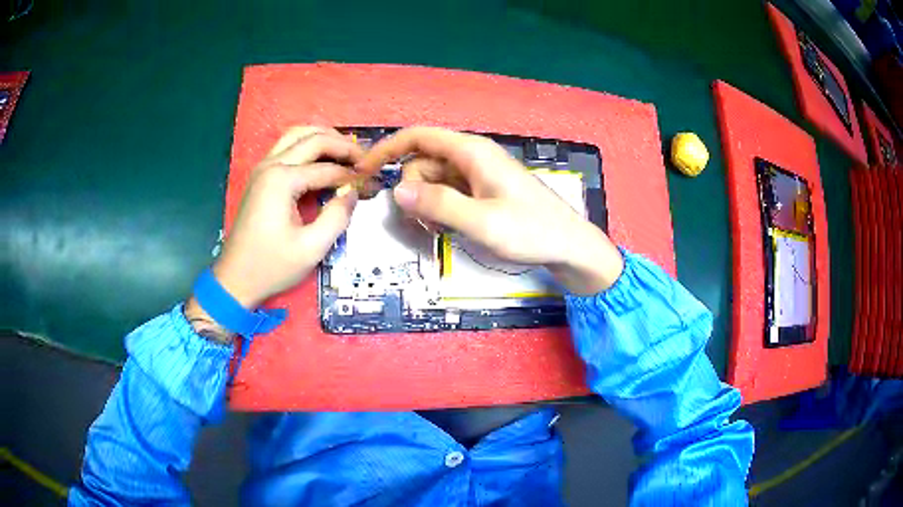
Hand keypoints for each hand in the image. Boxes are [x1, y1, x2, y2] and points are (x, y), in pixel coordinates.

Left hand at [185, 127, 361, 340]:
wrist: (235, 279)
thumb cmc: (271, 266)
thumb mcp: (311, 248)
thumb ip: (337, 216)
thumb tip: (353, 193)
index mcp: (282, 180)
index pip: (328, 168)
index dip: (354, 175)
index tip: (373, 183)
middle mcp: (271, 165)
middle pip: (313, 138)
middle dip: (343, 145)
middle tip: (365, 159)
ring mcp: (262, 168)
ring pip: (297, 135)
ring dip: (324, 138)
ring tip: (346, 152)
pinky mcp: (260, 176)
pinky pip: (287, 147)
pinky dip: (308, 146)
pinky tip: (323, 159)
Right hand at [357, 127, 623, 294]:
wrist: (569, 245)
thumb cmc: (531, 231)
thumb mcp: (482, 222)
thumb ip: (439, 205)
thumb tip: (396, 190)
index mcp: (471, 152)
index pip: (417, 137)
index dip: (386, 150)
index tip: (363, 171)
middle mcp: (472, 157)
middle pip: (422, 163)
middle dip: (412, 191)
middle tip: (425, 224)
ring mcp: (478, 174)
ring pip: (434, 181)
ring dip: (427, 204)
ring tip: (443, 230)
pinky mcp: (483, 190)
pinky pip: (449, 193)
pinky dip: (442, 209)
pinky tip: (454, 229)